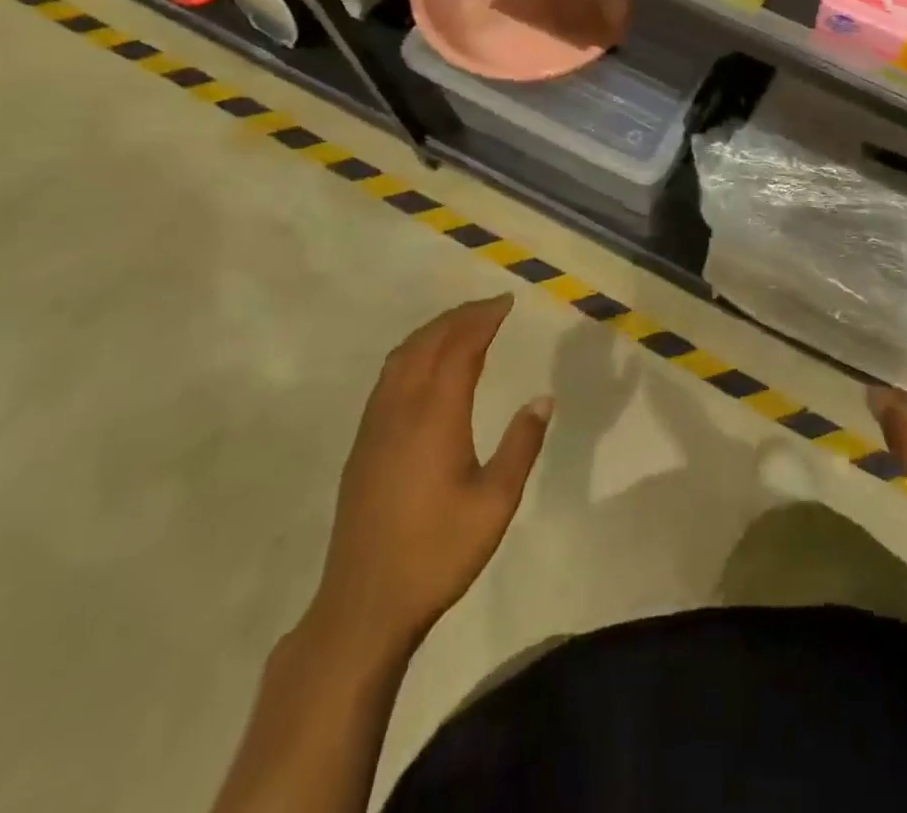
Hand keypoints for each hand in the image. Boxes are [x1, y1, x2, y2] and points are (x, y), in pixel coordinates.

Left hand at [302, 294, 550, 671]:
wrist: (364, 604)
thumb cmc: (437, 552)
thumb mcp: (495, 503)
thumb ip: (522, 445)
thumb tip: (544, 399)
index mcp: (435, 416)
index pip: (460, 349)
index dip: (483, 319)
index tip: (506, 302)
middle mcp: (400, 409)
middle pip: (428, 343)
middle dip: (460, 317)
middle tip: (490, 306)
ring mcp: (375, 426)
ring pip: (402, 357)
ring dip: (433, 331)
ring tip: (461, 324)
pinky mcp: (362, 444)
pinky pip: (389, 377)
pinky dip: (413, 353)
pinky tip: (425, 367)